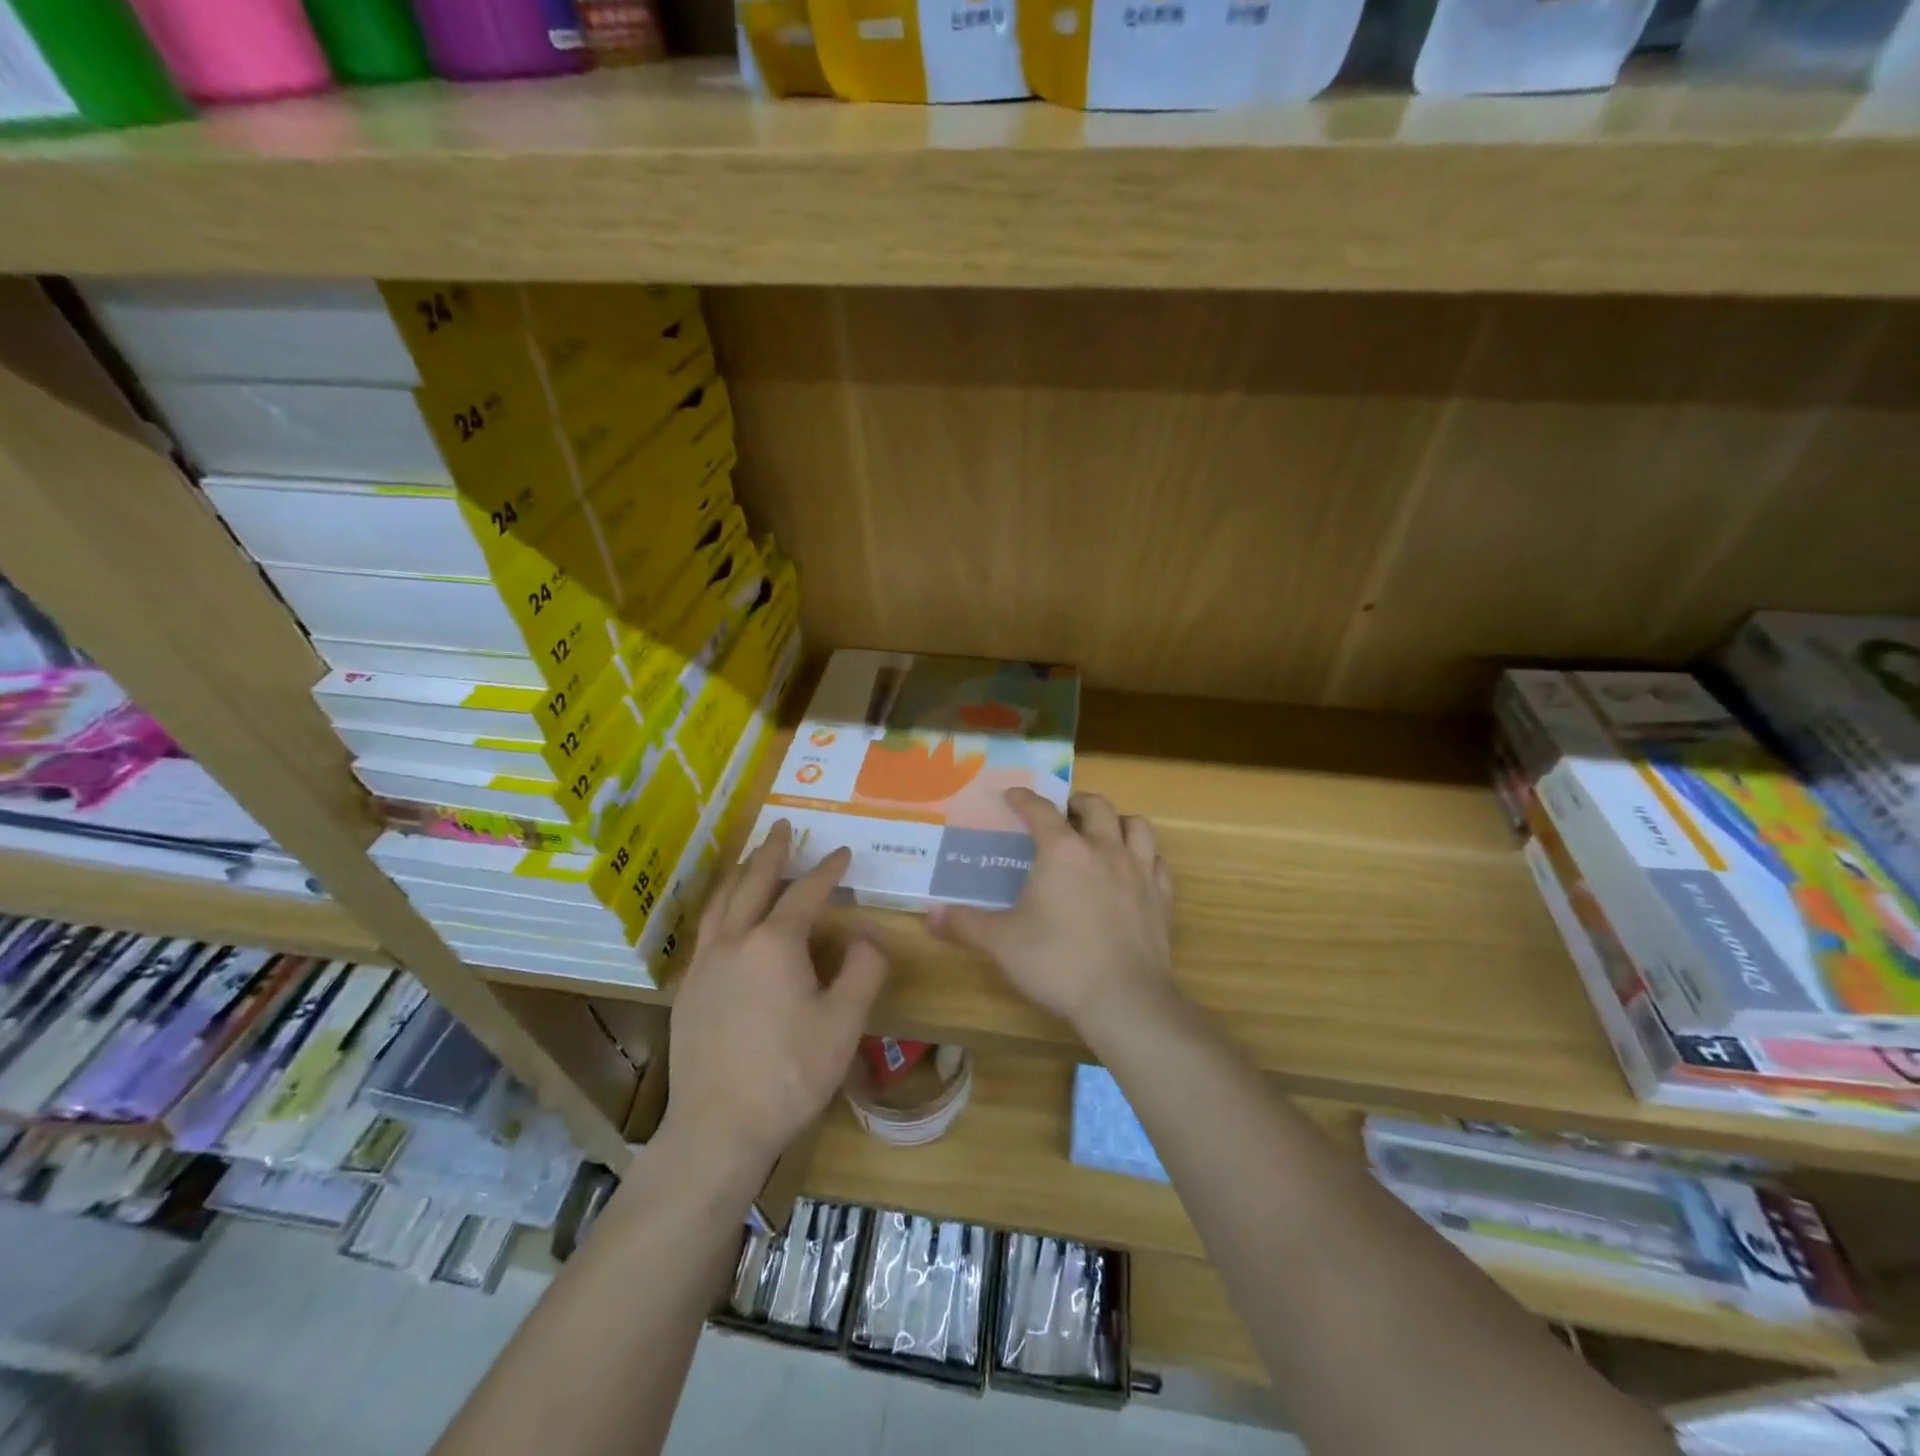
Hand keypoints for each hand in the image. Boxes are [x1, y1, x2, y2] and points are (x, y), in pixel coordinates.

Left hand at [660, 820, 890, 1181]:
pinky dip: (718, 908)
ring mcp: (705, 965)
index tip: (843, 853)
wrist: (718, 1128)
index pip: (805, 893)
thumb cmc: (789, 1074)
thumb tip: (866, 937)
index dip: (827, 870)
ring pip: (720, 903)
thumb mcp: (843, 1024)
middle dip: (772, 852)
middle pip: (753, 883)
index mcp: (775, 944)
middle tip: (782, 826)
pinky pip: (704, 931)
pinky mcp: (688, 990)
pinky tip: (723, 919)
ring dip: (738, 874)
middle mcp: (735, 942)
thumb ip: (862, 971)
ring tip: (748, 858)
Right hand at [929, 789, 1176, 1042]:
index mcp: (1062, 851)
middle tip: (1064, 814)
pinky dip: (1144, 856)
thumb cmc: (1057, 963)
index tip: (1013, 795)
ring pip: (1136, 826)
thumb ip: (965, 924)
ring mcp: (1139, 871)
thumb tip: (929, 916)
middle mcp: (1103, 850)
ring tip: (1103, 833)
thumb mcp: (1001, 944)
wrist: (1125, 1000)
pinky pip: (1157, 861)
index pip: (1041, 810)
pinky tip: (1135, 870)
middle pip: (1096, 806)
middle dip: (1077, 802)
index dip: (1024, 799)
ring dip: (1117, 821)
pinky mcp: (1162, 897)